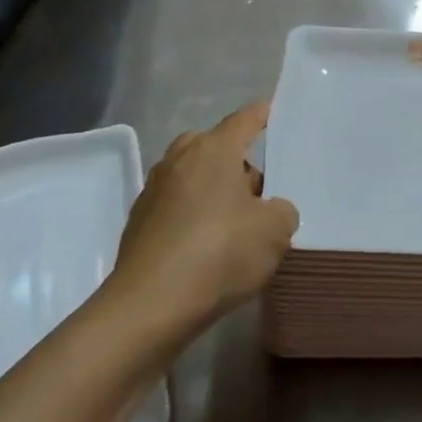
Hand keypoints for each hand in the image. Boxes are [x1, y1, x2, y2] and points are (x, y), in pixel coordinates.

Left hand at [110, 101, 298, 332]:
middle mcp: (180, 159)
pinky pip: (176, 206)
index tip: (274, 113)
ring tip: (235, 224)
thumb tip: (270, 210)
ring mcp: (154, 190)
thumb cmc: (219, 254)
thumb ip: (283, 211)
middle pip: (215, 147)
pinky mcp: (138, 223)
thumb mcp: (275, 232)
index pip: (245, 119)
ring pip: (194, 177)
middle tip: (259, 191)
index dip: (263, 115)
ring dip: (213, 191)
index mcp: (214, 149)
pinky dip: (193, 217)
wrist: (148, 308)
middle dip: (237, 162)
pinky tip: (207, 248)